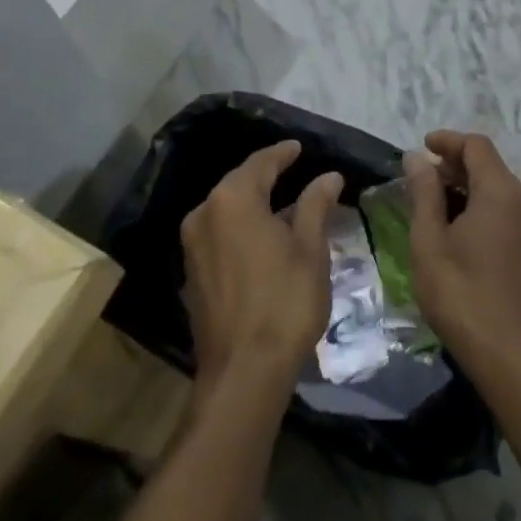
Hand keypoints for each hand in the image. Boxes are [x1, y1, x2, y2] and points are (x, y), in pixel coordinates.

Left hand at [181, 141, 343, 390]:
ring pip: (227, 209)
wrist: (243, 373)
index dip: (283, 153)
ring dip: (253, 202)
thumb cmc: (284, 302)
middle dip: (266, 175)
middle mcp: (205, 213)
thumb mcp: (310, 249)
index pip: (261, 163)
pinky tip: (262, 235)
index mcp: (233, 199)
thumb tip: (328, 176)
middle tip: (292, 169)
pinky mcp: (192, 272)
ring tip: (283, 202)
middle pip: (239, 183)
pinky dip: (241, 227)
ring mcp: (193, 245)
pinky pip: (219, 233)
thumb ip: (316, 205)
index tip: (299, 147)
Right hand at [406, 130, 520, 374]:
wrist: (508, 356)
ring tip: (435, 205)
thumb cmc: (460, 293)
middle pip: (489, 165)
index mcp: (501, 192)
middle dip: (454, 165)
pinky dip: (482, 206)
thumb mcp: (429, 240)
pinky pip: (507, 210)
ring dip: (467, 187)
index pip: (476, 146)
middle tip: (421, 180)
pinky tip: (459, 229)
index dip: (448, 140)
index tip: (421, 147)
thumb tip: (417, 158)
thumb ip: (424, 193)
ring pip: (498, 189)